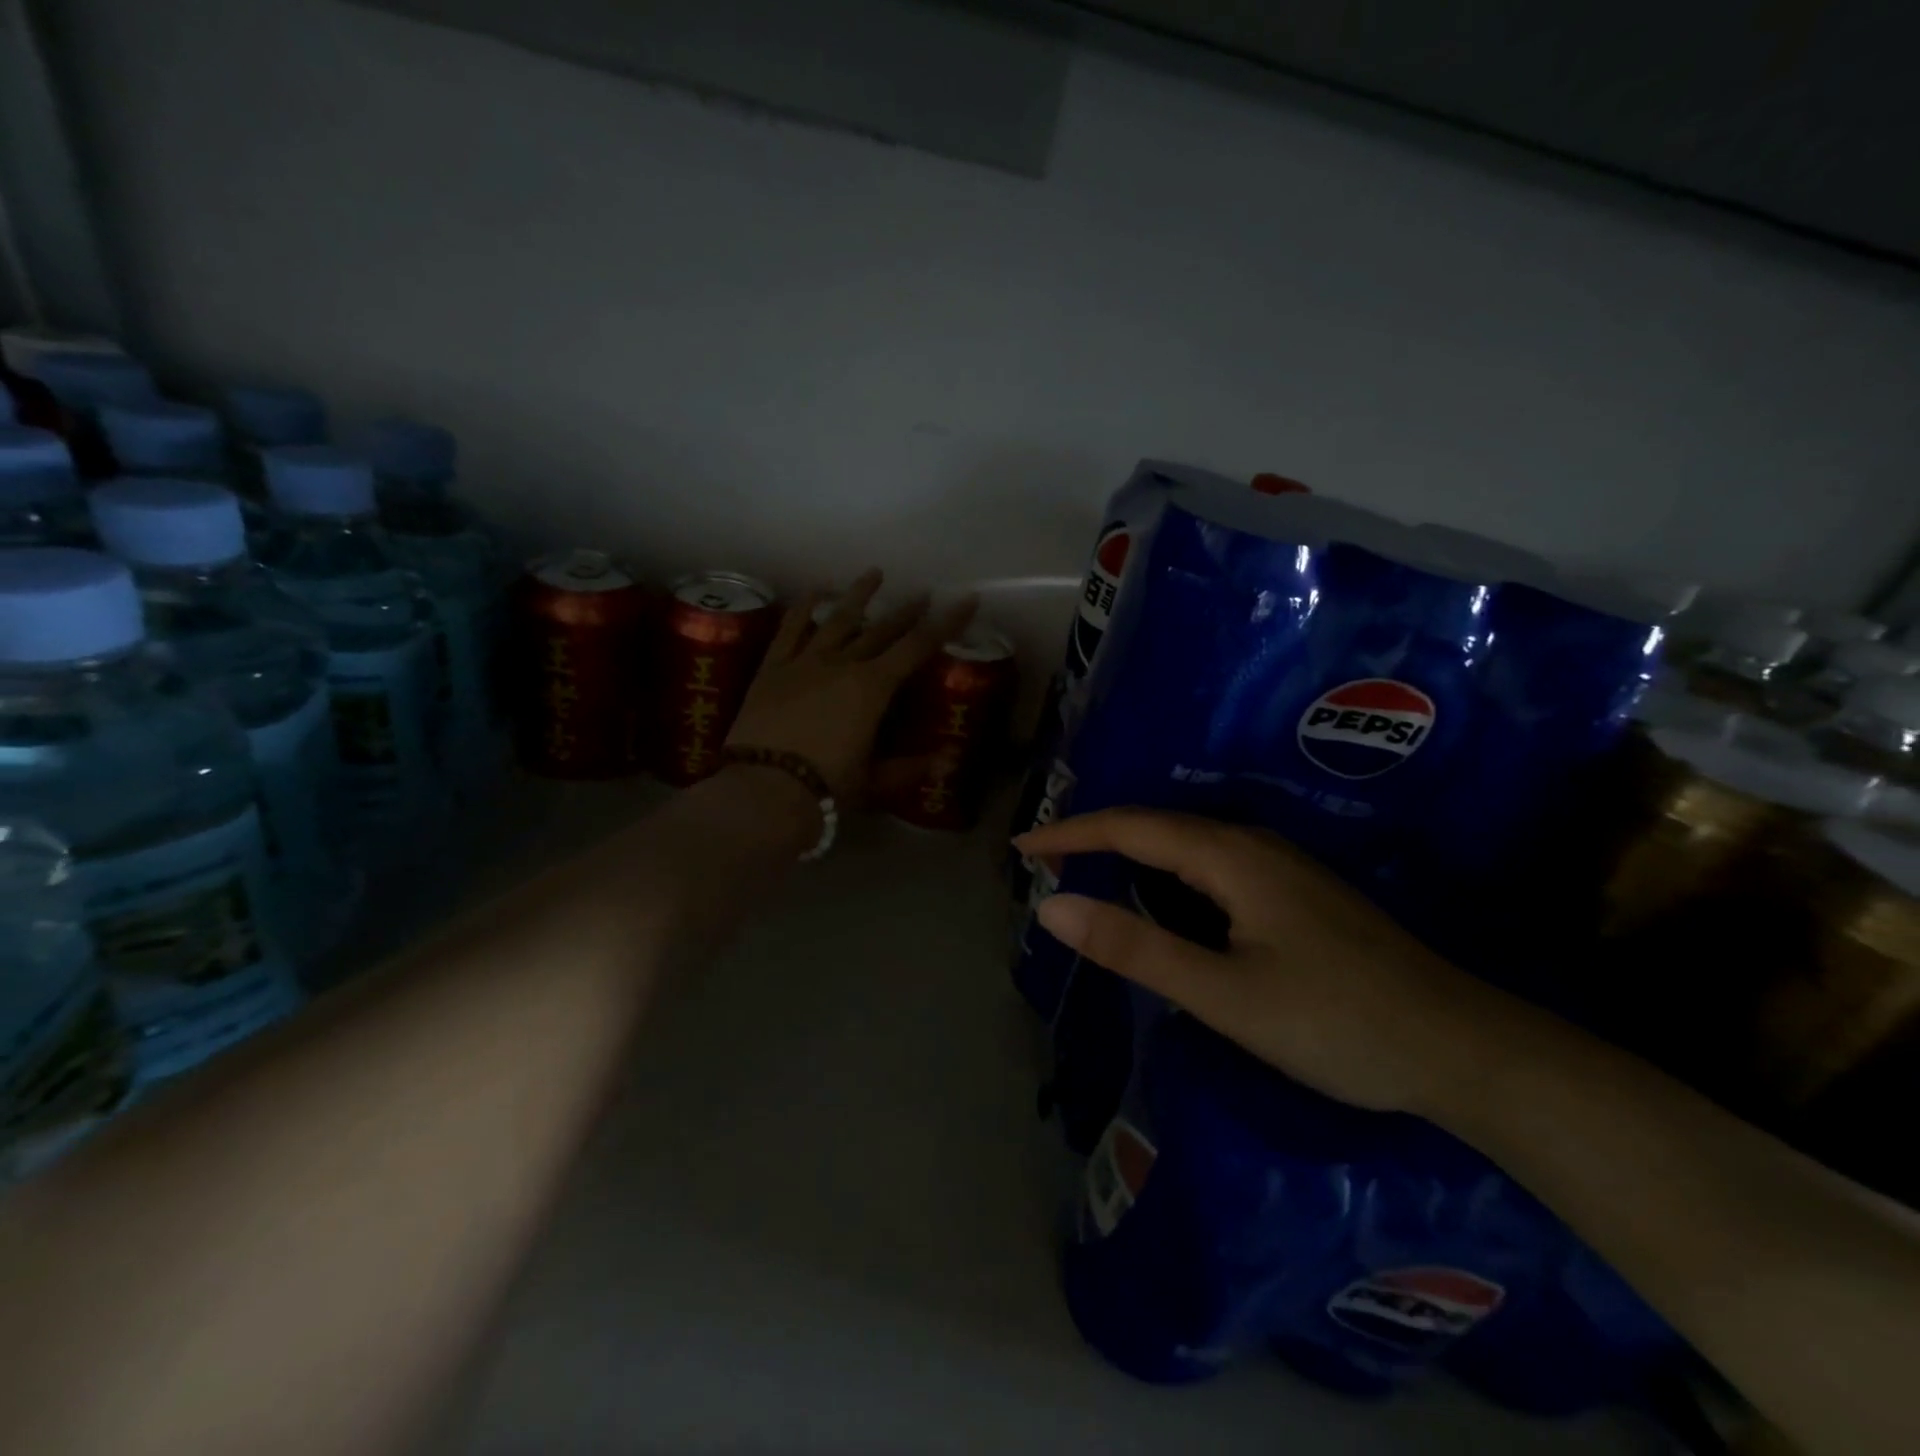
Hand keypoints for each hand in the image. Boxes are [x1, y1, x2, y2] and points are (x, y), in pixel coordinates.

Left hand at [727, 569, 976, 803]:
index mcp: (873, 688)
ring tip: (874, 574)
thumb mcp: (874, 782)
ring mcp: (804, 662)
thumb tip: (943, 761)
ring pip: (836, 619)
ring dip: (858, 596)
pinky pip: (790, 630)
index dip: (946, 622)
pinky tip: (815, 592)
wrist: (764, 790)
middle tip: (923, 593)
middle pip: (880, 630)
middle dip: (906, 611)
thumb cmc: (827, 787)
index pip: (918, 647)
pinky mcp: (772, 669)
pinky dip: (804, 608)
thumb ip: (907, 768)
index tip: (966, 599)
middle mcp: (843, 664)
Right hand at [1014, 809, 1506, 1115]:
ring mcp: (1281, 867)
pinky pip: (1210, 864)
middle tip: (1044, 860)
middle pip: (1157, 826)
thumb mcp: (1224, 994)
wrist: (1462, 1049)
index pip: (1130, 828)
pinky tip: (1162, 894)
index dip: (1071, 834)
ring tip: (1085, 869)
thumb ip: (1136, 947)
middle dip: (1095, 837)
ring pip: (1186, 844)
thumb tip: (1052, 908)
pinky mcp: (1296, 893)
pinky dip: (1165, 871)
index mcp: (1231, 856)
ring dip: (1130, 852)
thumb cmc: (1337, 1023)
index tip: (1021, 848)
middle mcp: (1254, 845)